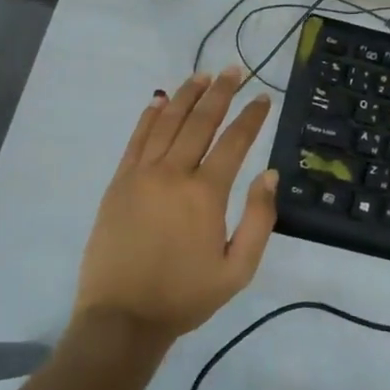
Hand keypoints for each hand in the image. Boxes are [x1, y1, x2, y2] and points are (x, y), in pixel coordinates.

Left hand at [74, 67, 278, 343]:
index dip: (251, 116)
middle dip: (220, 93)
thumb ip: (259, 218)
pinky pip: (137, 140)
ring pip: (167, 123)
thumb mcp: (238, 269)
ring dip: (187, 96)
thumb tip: (270, 173)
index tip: (263, 97)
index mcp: (205, 194)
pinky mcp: (119, 183)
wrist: (122, 318)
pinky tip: (160, 100)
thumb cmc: (185, 296)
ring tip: (202, 76)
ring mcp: (141, 175)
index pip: (234, 141)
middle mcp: (173, 174)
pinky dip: (149, 117)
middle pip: (200, 122)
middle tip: (234, 70)